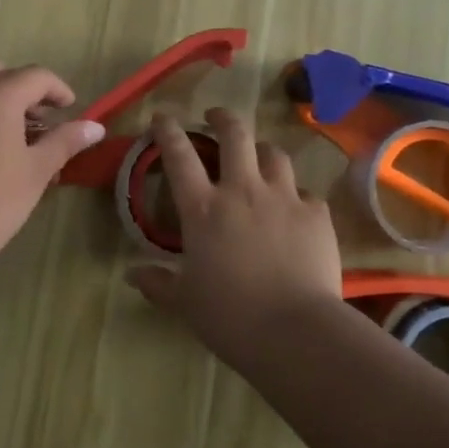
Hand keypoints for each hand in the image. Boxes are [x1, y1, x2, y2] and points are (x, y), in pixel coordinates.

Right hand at [126, 108, 341, 357]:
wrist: (295, 330)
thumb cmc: (229, 316)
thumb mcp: (185, 302)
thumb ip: (158, 283)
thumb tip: (131, 274)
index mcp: (204, 209)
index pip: (179, 156)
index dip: (168, 131)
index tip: (163, 116)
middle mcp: (243, 191)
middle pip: (235, 135)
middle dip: (223, 118)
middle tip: (216, 117)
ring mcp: (284, 198)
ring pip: (274, 154)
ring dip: (262, 151)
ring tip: (259, 159)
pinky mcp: (317, 214)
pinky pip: (305, 193)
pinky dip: (296, 196)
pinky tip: (295, 211)